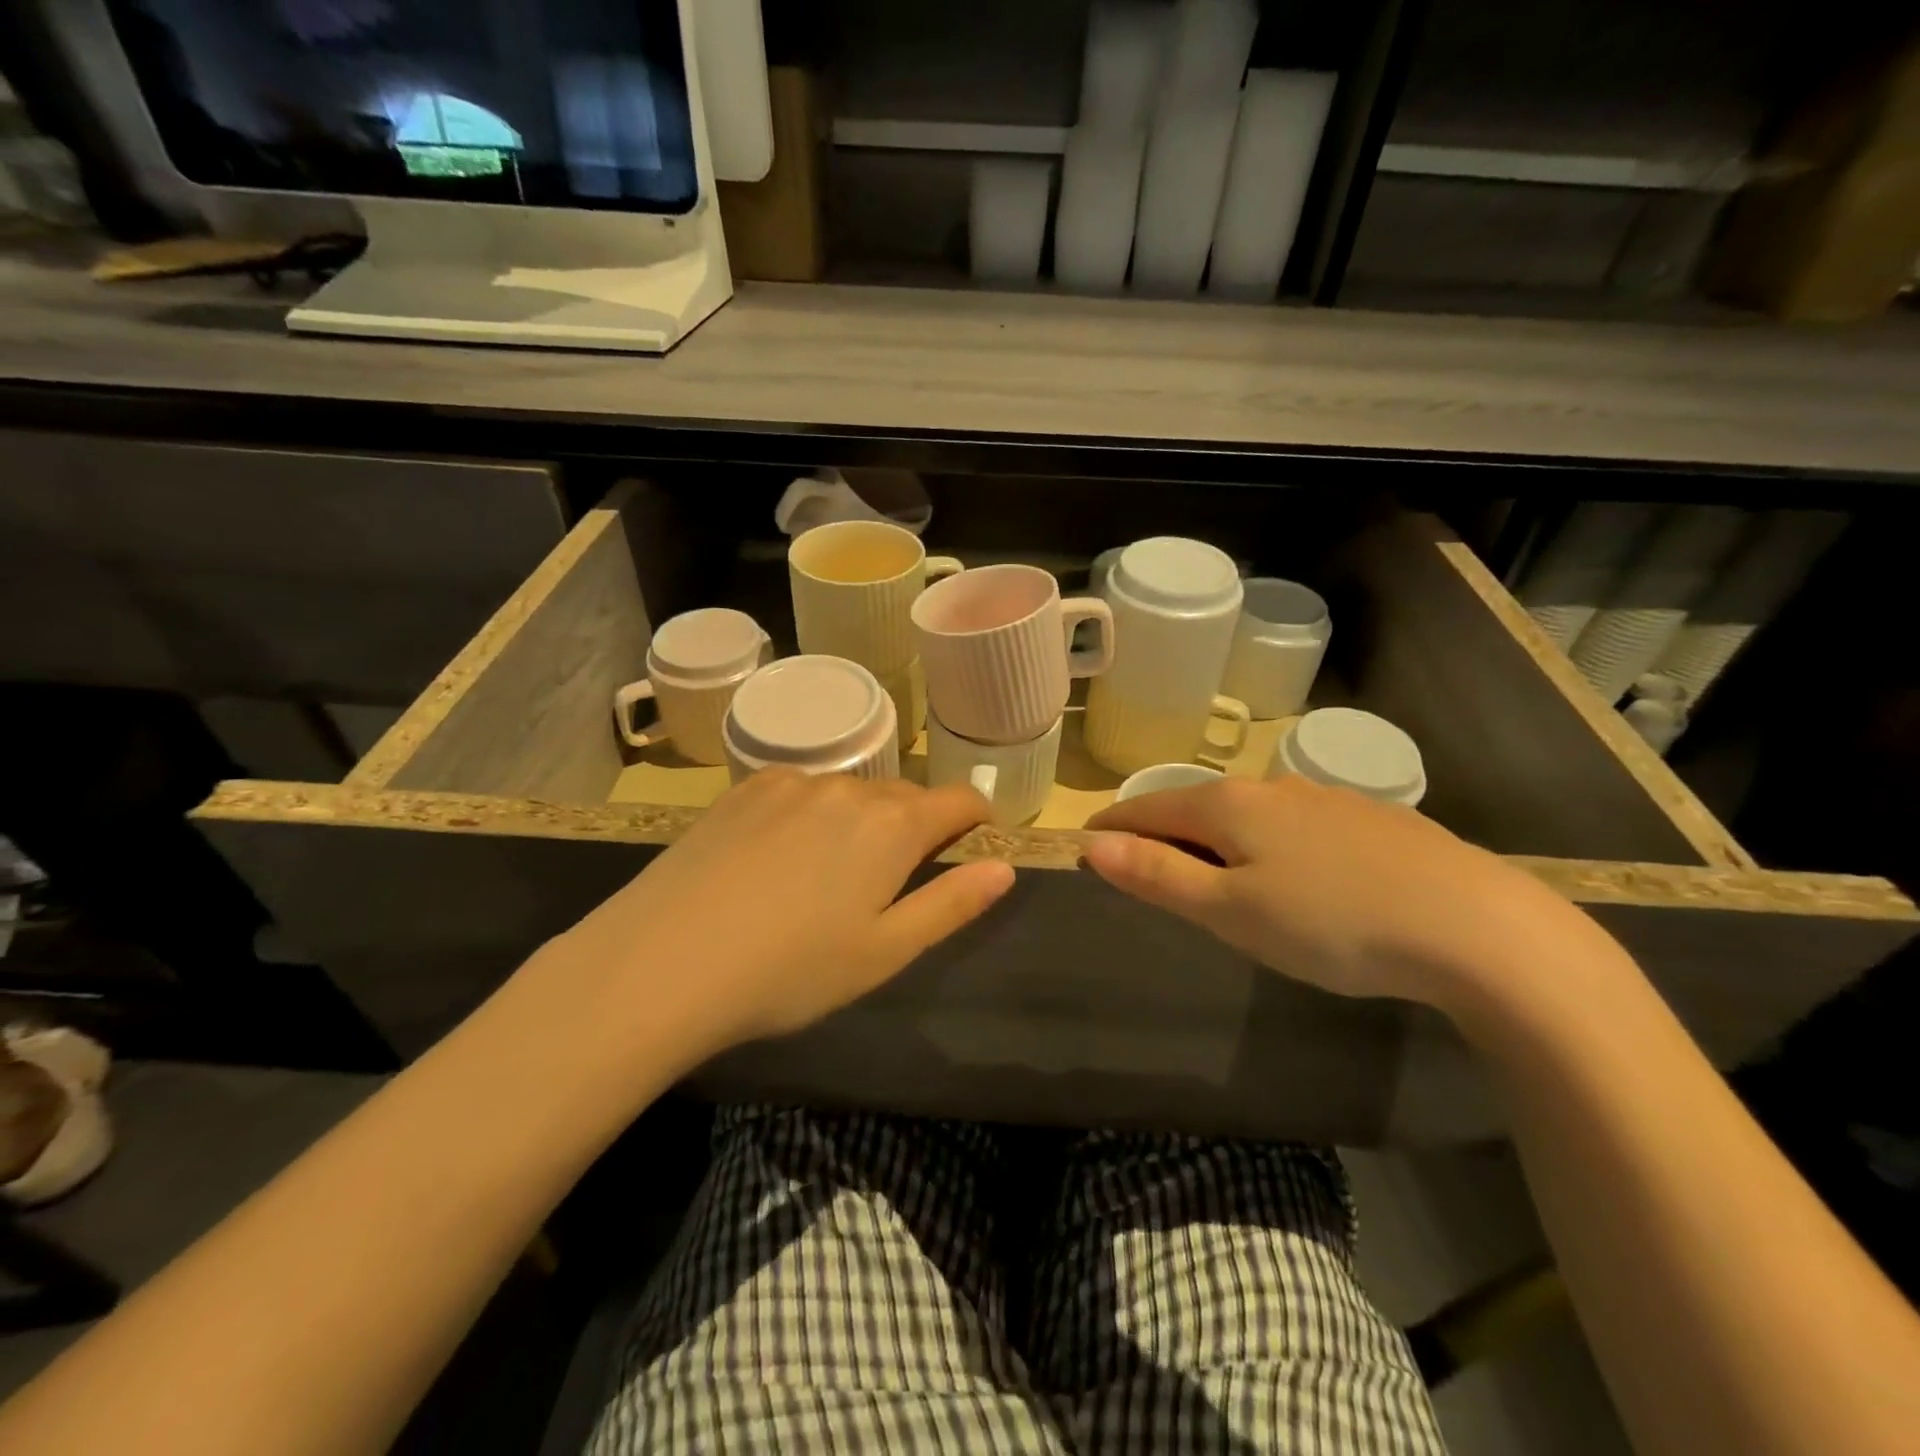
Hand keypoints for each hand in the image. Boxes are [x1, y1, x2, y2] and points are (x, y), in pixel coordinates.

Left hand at [539, 770, 1013, 1061]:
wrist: (662, 963)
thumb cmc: (789, 971)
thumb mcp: (885, 952)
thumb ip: (952, 903)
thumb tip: (1004, 867)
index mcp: (892, 824)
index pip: (960, 800)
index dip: (976, 821)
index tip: (972, 846)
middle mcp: (847, 787)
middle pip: (904, 797)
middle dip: (914, 829)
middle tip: (891, 885)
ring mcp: (790, 782)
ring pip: (849, 794)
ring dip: (860, 822)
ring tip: (828, 878)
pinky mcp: (743, 789)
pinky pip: (799, 791)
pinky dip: (810, 815)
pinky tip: (778, 860)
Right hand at [1084, 775, 1586, 1008]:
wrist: (1476, 927)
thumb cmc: (1332, 923)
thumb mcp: (1230, 910)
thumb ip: (1158, 875)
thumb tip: (1092, 845)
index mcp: (1229, 806)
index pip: (1147, 808)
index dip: (1113, 829)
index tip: (1088, 847)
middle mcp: (1273, 788)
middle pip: (1197, 807)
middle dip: (1166, 835)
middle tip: (1151, 876)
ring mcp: (1327, 799)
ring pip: (1251, 816)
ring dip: (1221, 841)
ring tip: (1222, 882)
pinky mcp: (1372, 821)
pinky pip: (1297, 827)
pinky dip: (1272, 846)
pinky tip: (1300, 880)